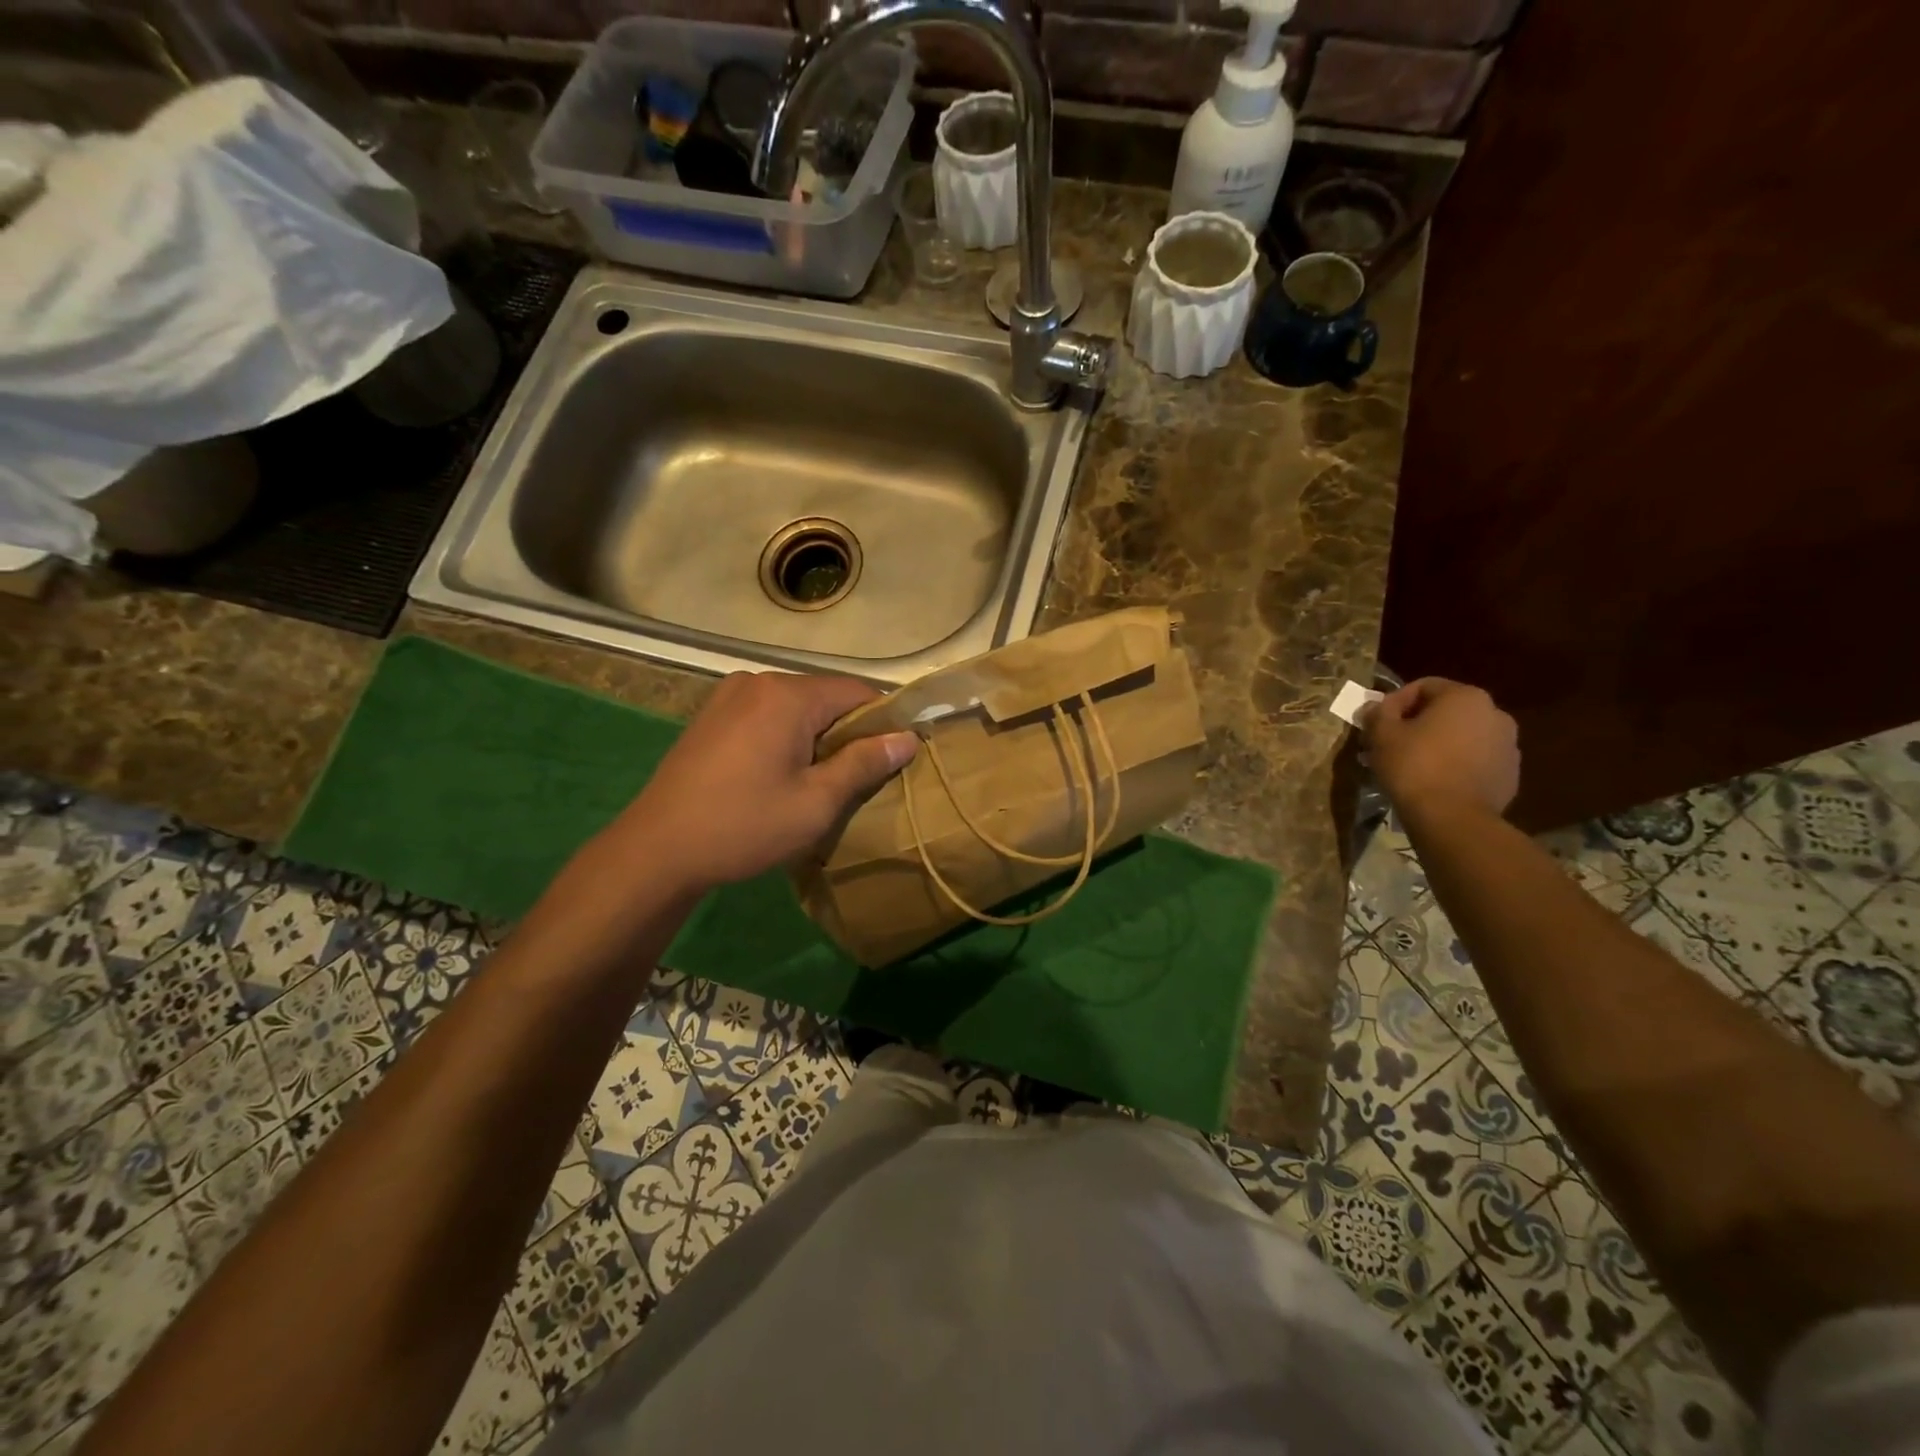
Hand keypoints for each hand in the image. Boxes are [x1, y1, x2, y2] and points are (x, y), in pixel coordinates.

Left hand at [609, 671, 918, 895]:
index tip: (897, 756)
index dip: (884, 720)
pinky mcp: (712, 715)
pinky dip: (787, 736)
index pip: (857, 691)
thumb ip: (864, 763)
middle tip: (859, 779)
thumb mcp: (816, 802)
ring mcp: (729, 695)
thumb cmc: (744, 826)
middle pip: (826, 696)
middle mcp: (758, 681)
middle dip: (849, 731)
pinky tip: (781, 773)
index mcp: (787, 695)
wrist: (657, 850)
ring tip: (820, 781)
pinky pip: (767, 715)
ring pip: (796, 707)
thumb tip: (906, 738)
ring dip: (817, 736)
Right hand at [1361, 677, 1519, 819]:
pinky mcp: (1510, 775)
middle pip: (1446, 711)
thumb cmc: (1414, 766)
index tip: (1377, 723)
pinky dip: (1454, 765)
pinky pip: (1475, 761)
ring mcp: (1508, 746)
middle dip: (1416, 724)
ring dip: (1436, 744)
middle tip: (1389, 744)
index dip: (1394, 702)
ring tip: (1410, 765)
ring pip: (1462, 736)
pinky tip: (1433, 782)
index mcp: (1466, 697)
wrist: (1453, 818)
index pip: (1424, 686)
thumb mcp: (1381, 734)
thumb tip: (1376, 708)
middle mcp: (1495, 714)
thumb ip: (1377, 713)